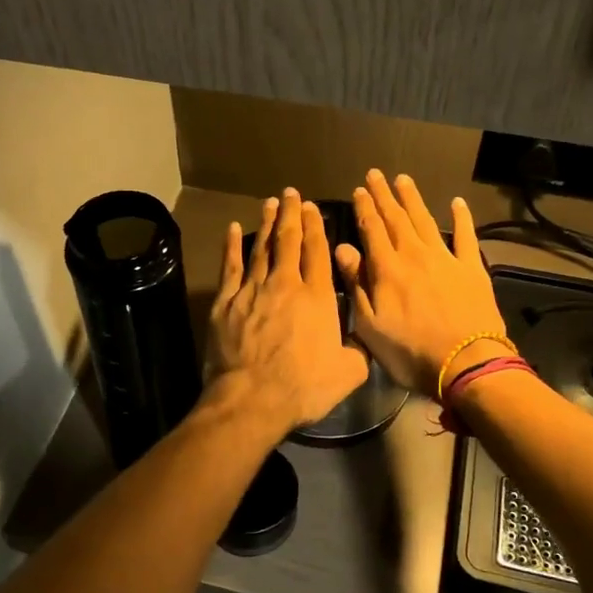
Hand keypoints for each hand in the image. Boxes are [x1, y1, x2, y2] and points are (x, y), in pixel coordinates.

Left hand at [205, 189, 369, 435]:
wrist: (252, 398)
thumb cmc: (304, 386)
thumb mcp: (349, 372)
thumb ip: (359, 349)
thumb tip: (366, 337)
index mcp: (317, 297)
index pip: (317, 251)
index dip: (315, 226)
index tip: (313, 208)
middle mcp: (285, 284)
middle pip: (288, 240)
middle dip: (292, 214)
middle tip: (292, 194)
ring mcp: (252, 290)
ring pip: (261, 247)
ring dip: (267, 223)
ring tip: (270, 203)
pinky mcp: (226, 301)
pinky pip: (230, 266)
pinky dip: (232, 246)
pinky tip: (232, 229)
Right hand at [335, 171, 510, 397]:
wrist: (467, 363)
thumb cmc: (411, 352)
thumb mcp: (370, 326)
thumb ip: (356, 284)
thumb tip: (343, 249)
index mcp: (387, 269)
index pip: (372, 230)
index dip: (365, 209)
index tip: (359, 190)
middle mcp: (415, 255)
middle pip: (396, 219)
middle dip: (384, 196)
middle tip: (376, 174)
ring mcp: (446, 259)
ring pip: (425, 221)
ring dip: (413, 199)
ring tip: (403, 179)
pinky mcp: (472, 269)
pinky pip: (466, 236)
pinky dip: (462, 218)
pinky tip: (457, 202)